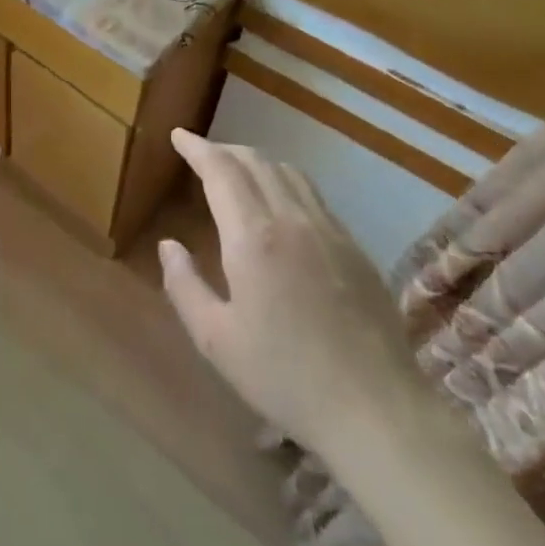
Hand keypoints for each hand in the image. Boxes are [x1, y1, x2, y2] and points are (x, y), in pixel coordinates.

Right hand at [160, 130, 428, 460]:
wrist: (375, 409)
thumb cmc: (284, 376)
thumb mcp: (216, 339)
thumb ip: (184, 286)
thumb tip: (169, 246)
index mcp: (253, 237)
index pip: (221, 170)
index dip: (197, 148)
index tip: (178, 136)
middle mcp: (292, 219)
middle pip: (256, 162)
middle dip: (224, 150)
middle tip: (200, 153)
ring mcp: (330, 231)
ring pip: (289, 173)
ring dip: (257, 162)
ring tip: (237, 172)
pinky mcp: (355, 249)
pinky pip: (314, 196)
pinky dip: (286, 183)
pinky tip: (280, 207)